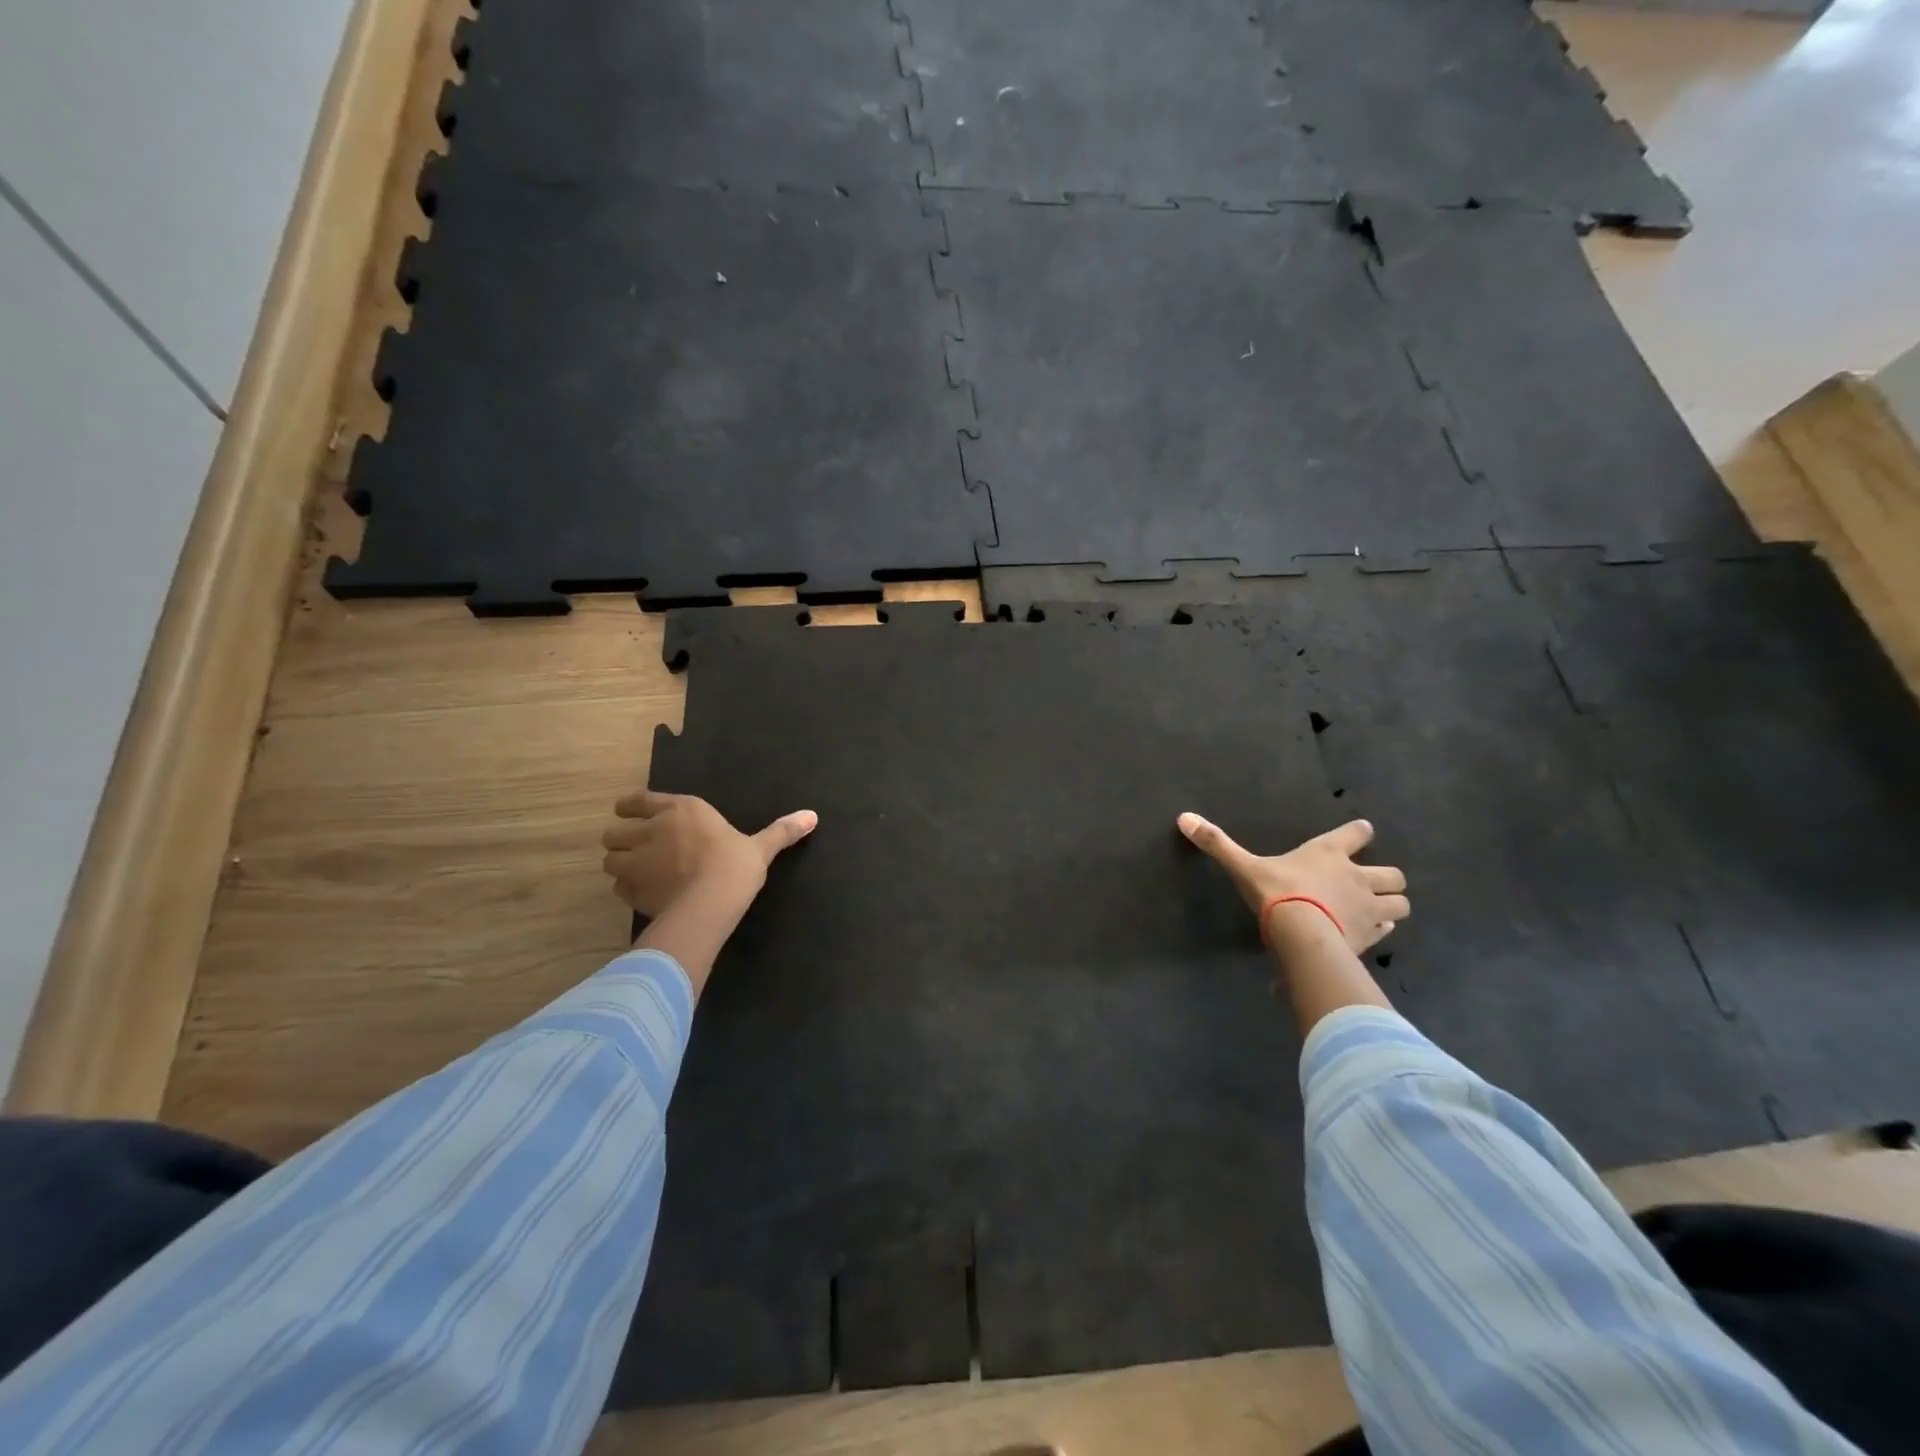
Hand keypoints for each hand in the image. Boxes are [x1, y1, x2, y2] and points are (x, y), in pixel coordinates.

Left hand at [602, 790, 816, 917]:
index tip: (630, 814)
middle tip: (635, 849)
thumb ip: (781, 832)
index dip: (630, 807)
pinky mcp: (631, 889)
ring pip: (609, 858)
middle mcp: (652, 829)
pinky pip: (617, 886)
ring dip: (619, 863)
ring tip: (634, 872)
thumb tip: (813, 816)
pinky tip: (641, 894)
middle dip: (621, 839)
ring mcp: (637, 860)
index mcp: (682, 809)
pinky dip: (625, 888)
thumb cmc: (736, 866)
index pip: (638, 800)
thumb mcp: (761, 848)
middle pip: (615, 830)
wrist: (711, 903)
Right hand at [1177, 813, 1408, 954]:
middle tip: (1370, 883)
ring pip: (1400, 903)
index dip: (1360, 832)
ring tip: (1376, 909)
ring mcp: (1369, 908)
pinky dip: (1382, 929)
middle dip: (1387, 878)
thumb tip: (1183, 817)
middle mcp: (1358, 877)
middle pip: (1394, 874)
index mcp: (1330, 853)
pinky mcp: (1371, 936)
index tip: (1361, 833)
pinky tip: (1368, 932)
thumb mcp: (1244, 866)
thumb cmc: (1277, 892)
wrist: (1301, 934)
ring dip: (1391, 904)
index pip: (1357, 833)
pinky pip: (1387, 930)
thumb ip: (1217, 844)